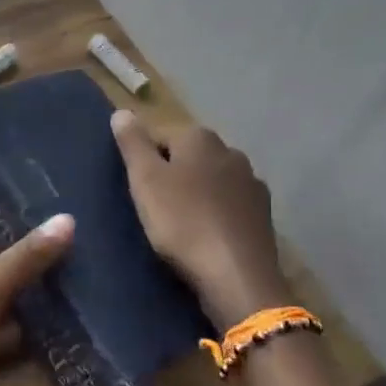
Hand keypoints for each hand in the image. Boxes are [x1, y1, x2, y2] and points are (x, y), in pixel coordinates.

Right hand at [111, 110, 290, 328]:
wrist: (236, 274)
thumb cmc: (182, 222)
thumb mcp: (145, 180)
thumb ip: (133, 144)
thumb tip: (122, 111)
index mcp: (199, 138)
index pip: (160, 136)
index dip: (143, 160)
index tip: (135, 188)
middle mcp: (230, 151)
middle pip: (189, 156)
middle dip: (172, 174)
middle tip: (153, 206)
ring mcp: (251, 182)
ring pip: (212, 179)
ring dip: (196, 193)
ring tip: (179, 222)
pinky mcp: (263, 213)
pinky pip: (230, 204)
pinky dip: (216, 212)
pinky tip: (207, 234)